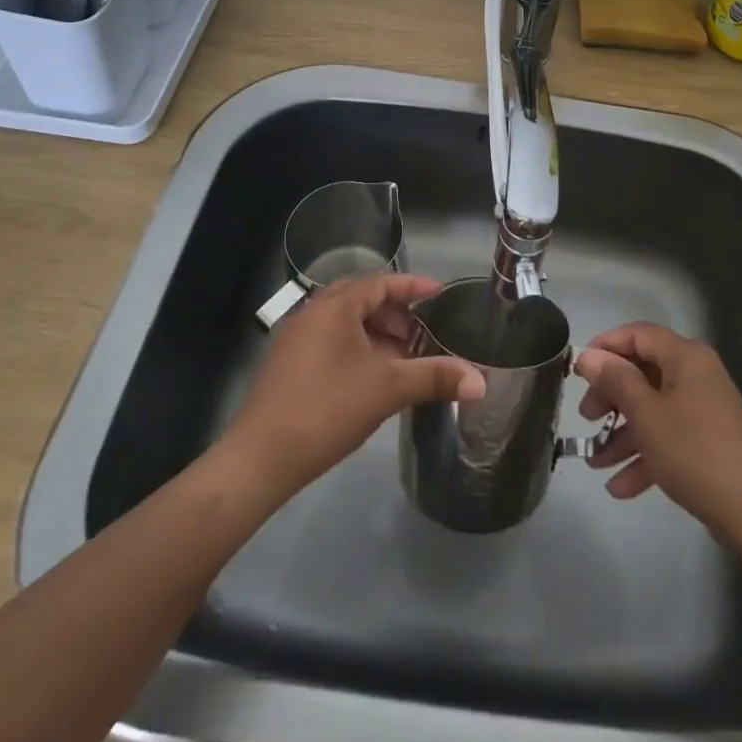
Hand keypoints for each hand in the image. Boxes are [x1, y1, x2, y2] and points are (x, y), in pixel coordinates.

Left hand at [224, 273, 485, 500]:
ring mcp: (296, 338)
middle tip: (424, 330)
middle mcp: (313, 312)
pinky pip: (331, 340)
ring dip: (376, 332)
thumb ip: (435, 377)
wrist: (259, 459)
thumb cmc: (327, 409)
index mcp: (335, 306)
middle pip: (362, 299)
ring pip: (345, 322)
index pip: (381, 282)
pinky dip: (357, 347)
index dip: (413, 286)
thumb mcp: (387, 389)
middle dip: (396, 312)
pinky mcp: (288, 364)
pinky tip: (372, 376)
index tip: (440, 294)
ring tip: (403, 356)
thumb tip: (482, 380)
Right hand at [575, 322, 741, 542]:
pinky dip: (646, 455)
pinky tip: (620, 487)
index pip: (638, 334)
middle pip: (644, 372)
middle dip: (611, 396)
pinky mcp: (709, 441)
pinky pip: (670, 437)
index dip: (606, 346)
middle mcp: (696, 375)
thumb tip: (589, 355)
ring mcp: (704, 409)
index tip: (579, 369)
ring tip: (595, 461)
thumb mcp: (645, 414)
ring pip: (654, 409)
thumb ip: (615, 380)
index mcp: (685, 356)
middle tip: (587, 418)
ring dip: (623, 433)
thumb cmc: (693, 451)